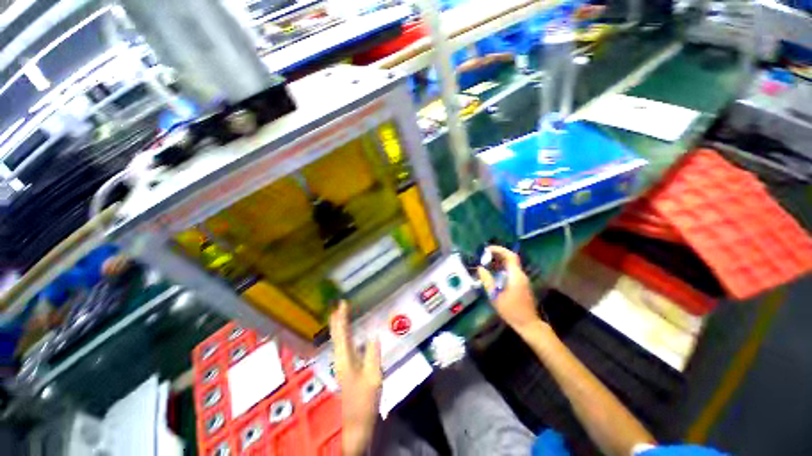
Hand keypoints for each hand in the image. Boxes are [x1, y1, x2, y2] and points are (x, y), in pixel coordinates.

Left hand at [329, 301, 381, 455]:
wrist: (357, 422)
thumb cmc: (365, 400)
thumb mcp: (373, 376)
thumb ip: (373, 354)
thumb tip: (374, 334)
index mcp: (345, 359)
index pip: (342, 334)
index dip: (341, 318)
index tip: (342, 304)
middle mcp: (340, 359)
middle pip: (336, 335)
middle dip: (336, 320)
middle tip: (337, 305)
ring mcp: (341, 364)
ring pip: (338, 340)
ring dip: (338, 326)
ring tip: (340, 314)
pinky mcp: (345, 368)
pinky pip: (343, 346)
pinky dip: (343, 335)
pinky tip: (348, 333)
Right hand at [477, 246, 543, 333]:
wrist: (528, 324)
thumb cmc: (511, 310)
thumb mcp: (495, 296)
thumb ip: (487, 281)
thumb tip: (480, 268)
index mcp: (515, 276)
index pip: (510, 256)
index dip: (499, 250)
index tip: (487, 249)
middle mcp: (521, 275)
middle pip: (511, 258)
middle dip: (498, 254)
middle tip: (485, 255)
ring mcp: (523, 280)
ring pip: (511, 265)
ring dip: (500, 261)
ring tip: (487, 262)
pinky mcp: (522, 284)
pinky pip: (512, 271)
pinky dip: (502, 268)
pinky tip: (494, 272)